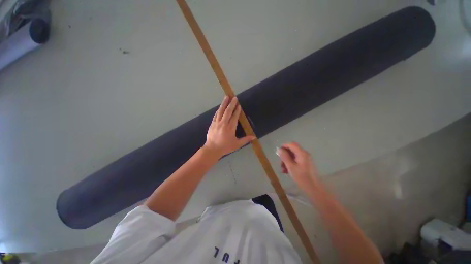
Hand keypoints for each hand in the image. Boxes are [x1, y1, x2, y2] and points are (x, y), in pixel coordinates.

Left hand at [204, 96, 255, 157]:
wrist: (212, 149)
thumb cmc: (225, 147)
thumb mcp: (237, 144)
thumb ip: (245, 140)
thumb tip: (254, 137)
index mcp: (230, 128)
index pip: (234, 117)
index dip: (237, 110)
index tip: (239, 105)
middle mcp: (223, 123)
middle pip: (228, 112)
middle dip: (231, 104)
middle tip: (234, 98)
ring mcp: (217, 123)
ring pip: (221, 111)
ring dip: (224, 104)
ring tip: (226, 97)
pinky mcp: (212, 124)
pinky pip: (215, 115)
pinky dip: (218, 110)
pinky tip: (220, 107)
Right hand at [276, 142, 319, 189]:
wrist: (314, 189)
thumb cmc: (302, 177)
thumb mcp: (290, 166)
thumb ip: (284, 156)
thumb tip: (279, 149)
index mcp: (301, 153)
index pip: (291, 144)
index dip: (283, 146)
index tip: (278, 153)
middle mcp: (304, 154)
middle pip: (291, 150)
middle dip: (284, 156)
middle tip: (280, 164)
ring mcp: (305, 159)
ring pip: (292, 156)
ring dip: (286, 161)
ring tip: (283, 170)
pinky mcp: (305, 163)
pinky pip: (296, 160)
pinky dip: (290, 164)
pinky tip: (287, 171)